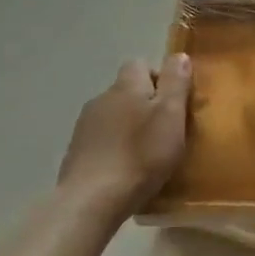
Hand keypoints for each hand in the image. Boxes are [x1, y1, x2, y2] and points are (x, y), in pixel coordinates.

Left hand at [58, 56, 192, 211]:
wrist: (92, 200)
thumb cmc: (141, 155)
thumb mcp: (171, 115)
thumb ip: (176, 83)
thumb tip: (178, 55)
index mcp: (126, 87)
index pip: (140, 65)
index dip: (160, 78)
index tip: (175, 103)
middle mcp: (102, 99)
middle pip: (127, 91)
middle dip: (146, 104)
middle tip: (166, 130)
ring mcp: (85, 126)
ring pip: (114, 115)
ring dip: (129, 126)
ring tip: (146, 153)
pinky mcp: (76, 152)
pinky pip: (102, 139)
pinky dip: (115, 147)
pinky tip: (125, 168)